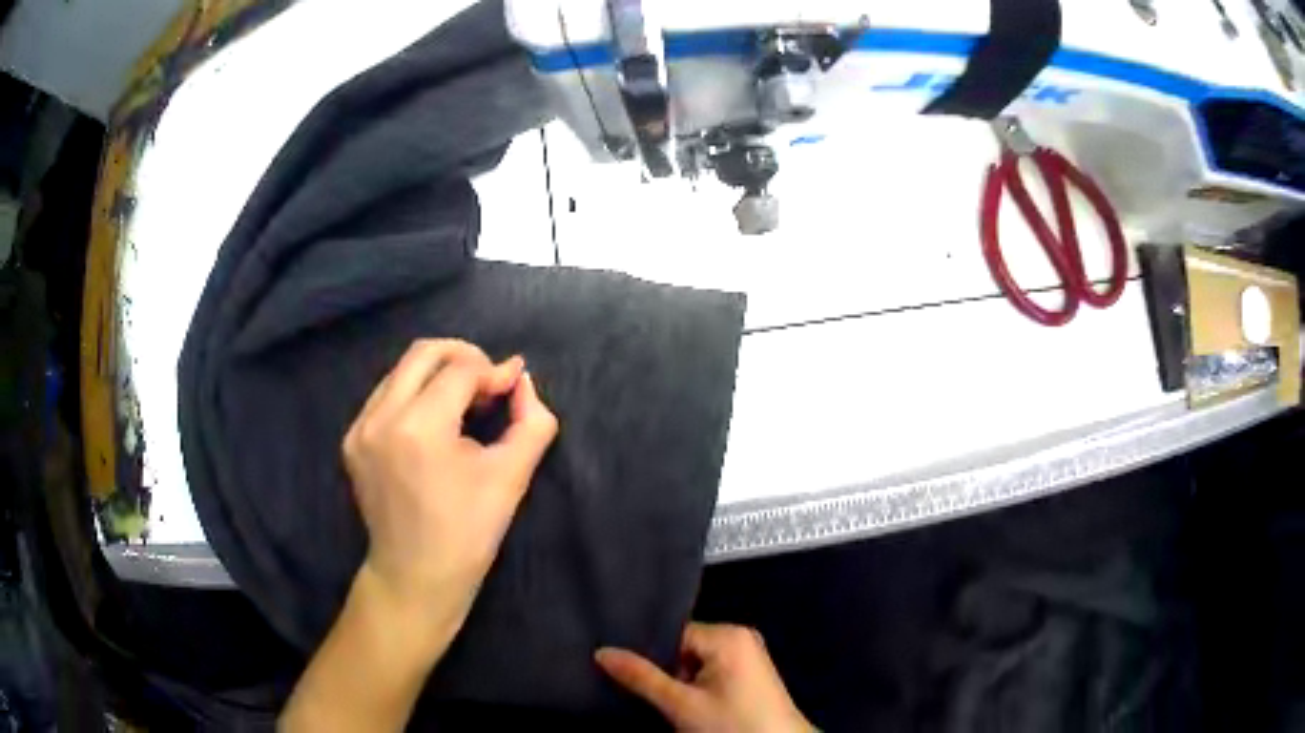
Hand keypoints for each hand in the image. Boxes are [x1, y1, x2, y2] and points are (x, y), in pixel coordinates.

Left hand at [342, 339, 557, 632]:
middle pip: (423, 353)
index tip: (513, 385)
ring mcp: (359, 428)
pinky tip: (434, 420)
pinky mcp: (351, 440)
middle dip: (463, 356)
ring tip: (464, 401)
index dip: (493, 371)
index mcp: (419, 429)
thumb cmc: (468, 533)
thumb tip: (523, 381)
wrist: (415, 577)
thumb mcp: (512, 478)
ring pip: (401, 371)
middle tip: (489, 381)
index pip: (460, 370)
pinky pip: (385, 395)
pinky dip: (414, 394)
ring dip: (437, 373)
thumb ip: (532, 421)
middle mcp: (380, 418)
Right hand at [596, 622, 813, 732]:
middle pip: (683, 648)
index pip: (672, 634)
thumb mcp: (681, 704)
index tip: (623, 671)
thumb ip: (641, 677)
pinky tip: (687, 705)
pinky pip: (712, 671)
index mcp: (727, 634)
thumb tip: (601, 652)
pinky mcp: (751, 674)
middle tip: (644, 692)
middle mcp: (740, 636)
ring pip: (695, 663)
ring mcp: (748, 655)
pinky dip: (696, 687)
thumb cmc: (732, 724)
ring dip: (679, 682)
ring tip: (667, 702)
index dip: (648, 655)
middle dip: (664, 671)